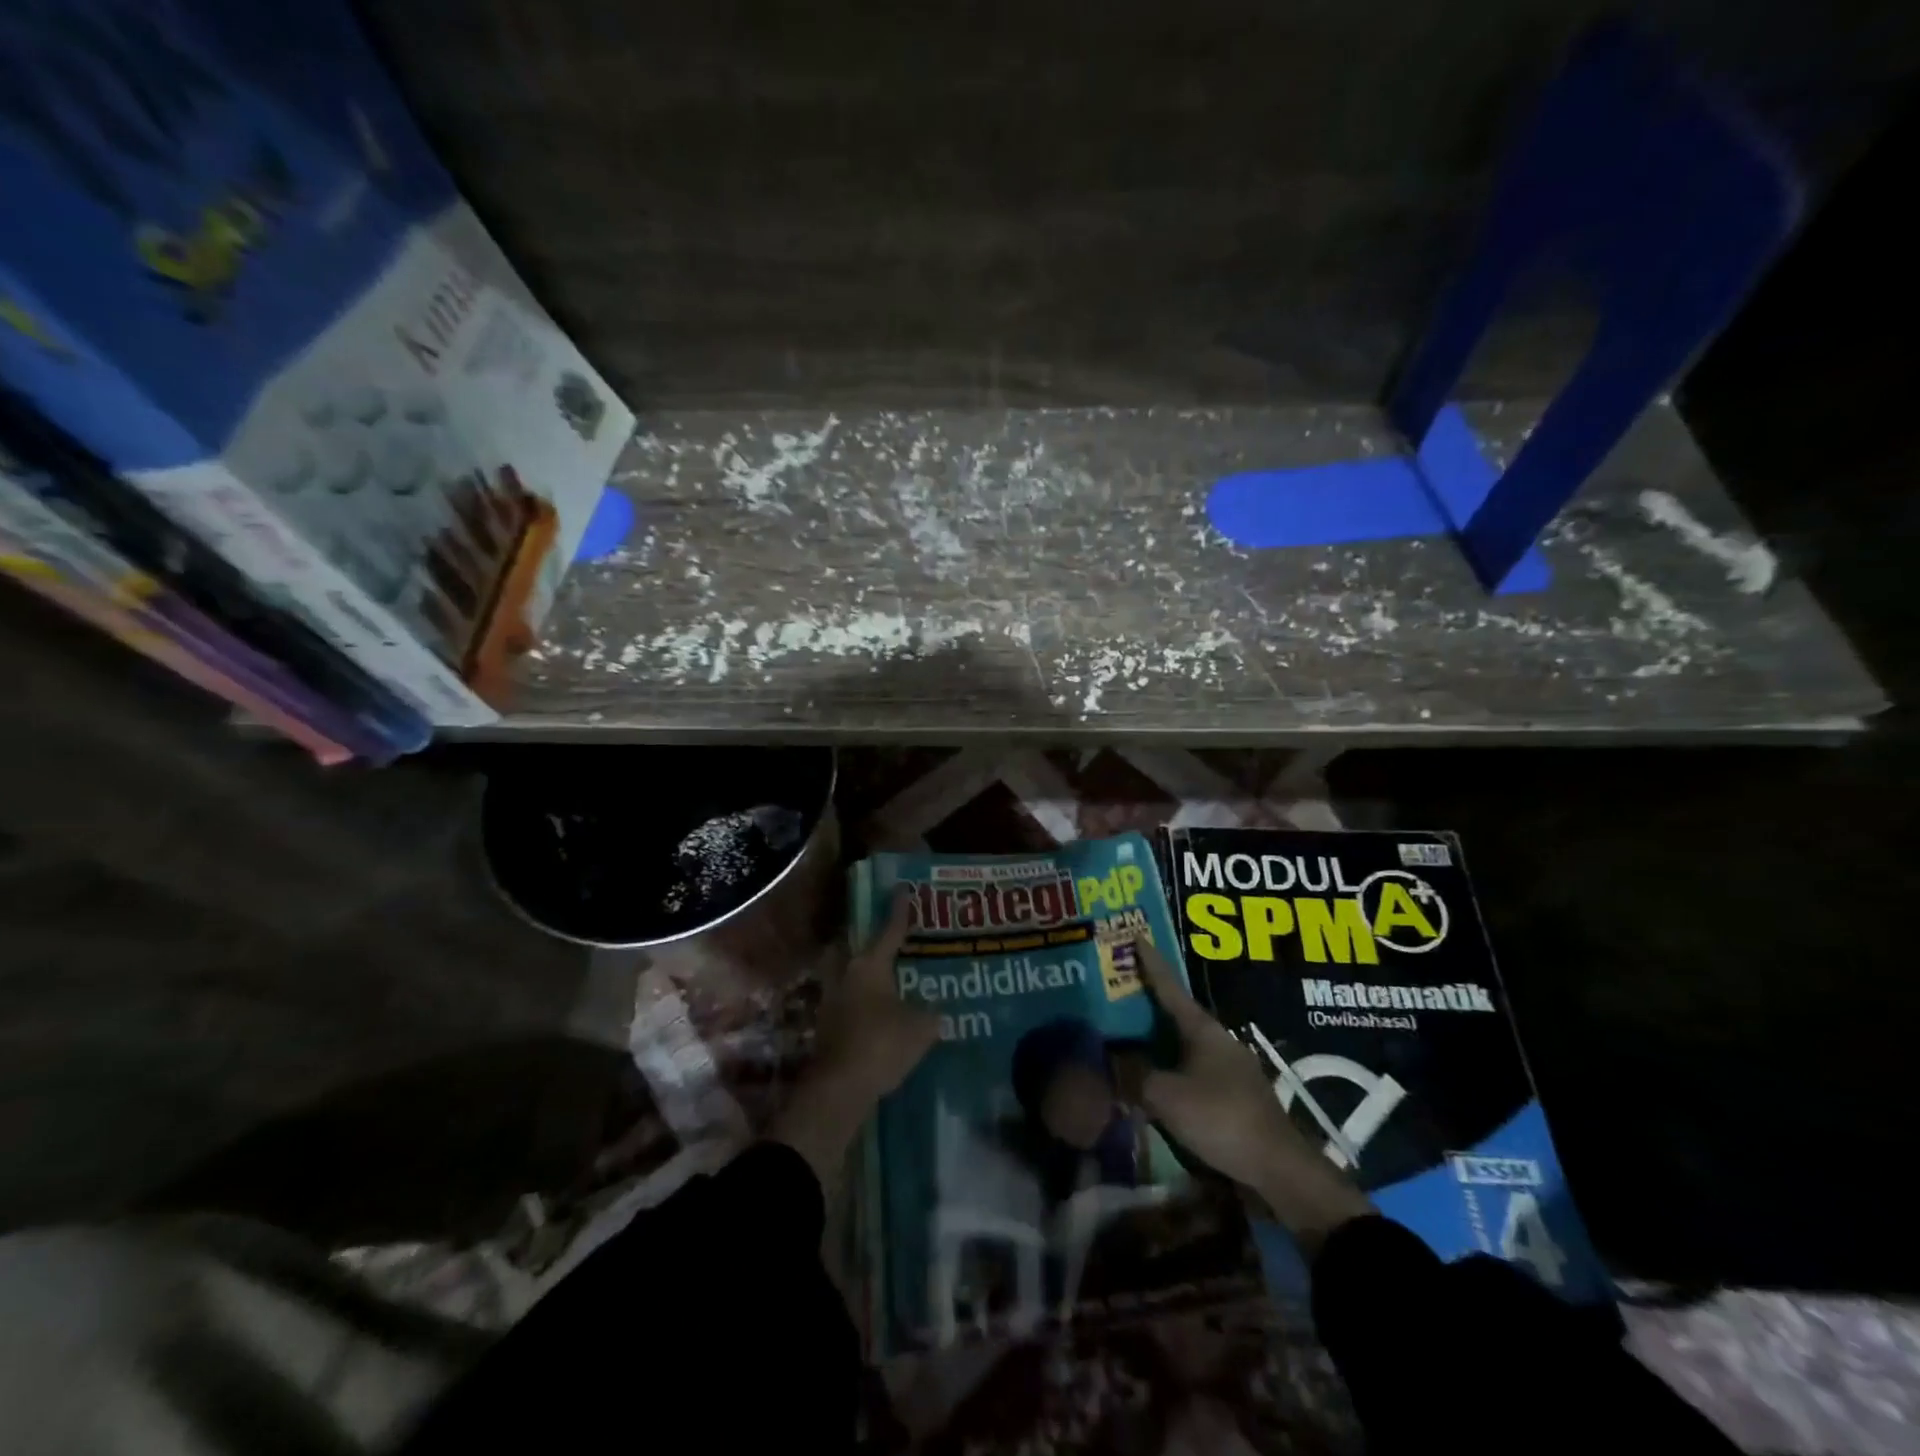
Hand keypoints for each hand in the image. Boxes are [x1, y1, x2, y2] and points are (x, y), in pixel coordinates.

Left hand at [772, 891, 938, 1185]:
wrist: (839, 1088)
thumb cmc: (881, 1044)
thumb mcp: (921, 1027)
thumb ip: (931, 1012)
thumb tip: (935, 1008)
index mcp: (870, 964)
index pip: (890, 929)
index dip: (900, 910)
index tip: (903, 888)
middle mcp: (847, 973)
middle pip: (862, 948)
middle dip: (877, 943)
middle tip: (898, 940)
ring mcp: (834, 999)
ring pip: (855, 976)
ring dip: (872, 975)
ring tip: (896, 978)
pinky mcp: (829, 1024)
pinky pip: (853, 1001)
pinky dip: (868, 1001)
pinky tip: (885, 1012)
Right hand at [1134, 937, 1371, 1252]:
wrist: (1278, 1170)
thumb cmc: (1221, 1118)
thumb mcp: (1166, 1095)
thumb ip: (1134, 1076)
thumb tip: (1112, 1062)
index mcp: (1203, 1029)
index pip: (1170, 987)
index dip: (1150, 963)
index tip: (1136, 936)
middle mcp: (1217, 1040)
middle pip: (1176, 1014)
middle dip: (1148, 1003)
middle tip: (1118, 991)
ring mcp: (1229, 1068)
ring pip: (1183, 1044)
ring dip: (1158, 1040)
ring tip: (1128, 1037)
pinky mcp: (1232, 1095)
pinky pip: (1191, 1069)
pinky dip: (1170, 1067)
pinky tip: (1153, 1078)